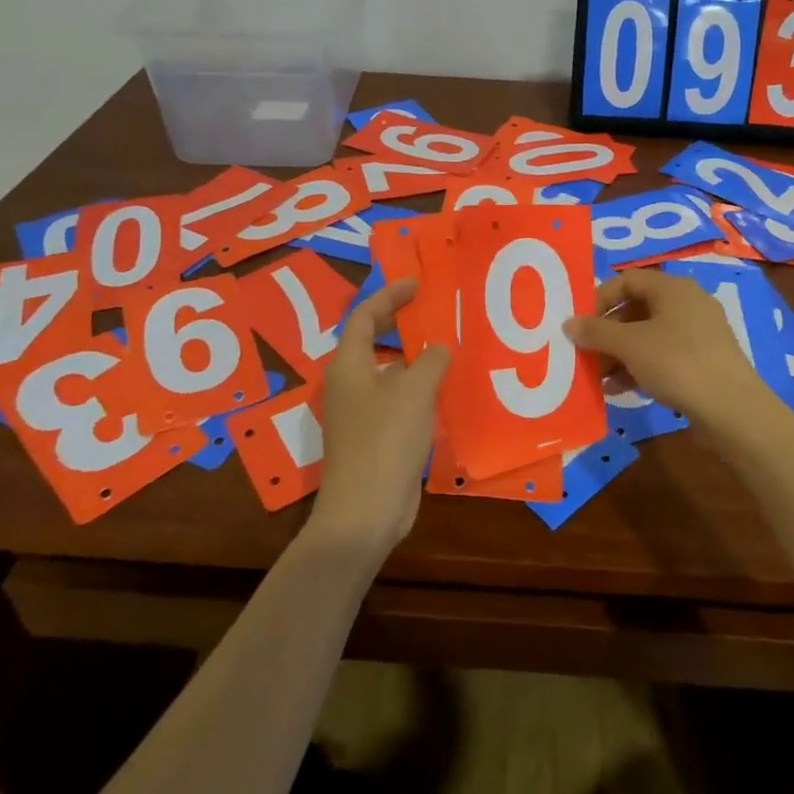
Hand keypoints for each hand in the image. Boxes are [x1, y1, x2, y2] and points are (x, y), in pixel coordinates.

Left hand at [306, 277, 451, 559]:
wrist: (365, 510)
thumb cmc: (385, 440)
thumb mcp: (414, 392)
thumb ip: (430, 361)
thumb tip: (438, 348)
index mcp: (349, 365)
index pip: (364, 316)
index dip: (389, 296)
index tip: (416, 283)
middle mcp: (349, 384)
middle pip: (371, 341)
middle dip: (398, 322)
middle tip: (429, 308)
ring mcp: (359, 413)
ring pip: (387, 372)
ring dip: (412, 357)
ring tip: (444, 346)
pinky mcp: (374, 437)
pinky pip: (396, 398)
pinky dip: (416, 387)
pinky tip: (443, 391)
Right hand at [563, 268, 768, 425]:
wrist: (733, 409)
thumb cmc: (677, 363)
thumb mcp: (630, 345)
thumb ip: (596, 332)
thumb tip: (569, 323)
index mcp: (673, 288)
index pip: (626, 280)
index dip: (599, 299)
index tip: (580, 325)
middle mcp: (688, 303)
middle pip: (636, 309)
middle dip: (607, 333)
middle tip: (585, 354)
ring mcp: (699, 333)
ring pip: (649, 335)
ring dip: (620, 354)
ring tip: (598, 379)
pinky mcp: (705, 360)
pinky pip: (664, 355)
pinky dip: (640, 367)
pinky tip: (621, 390)